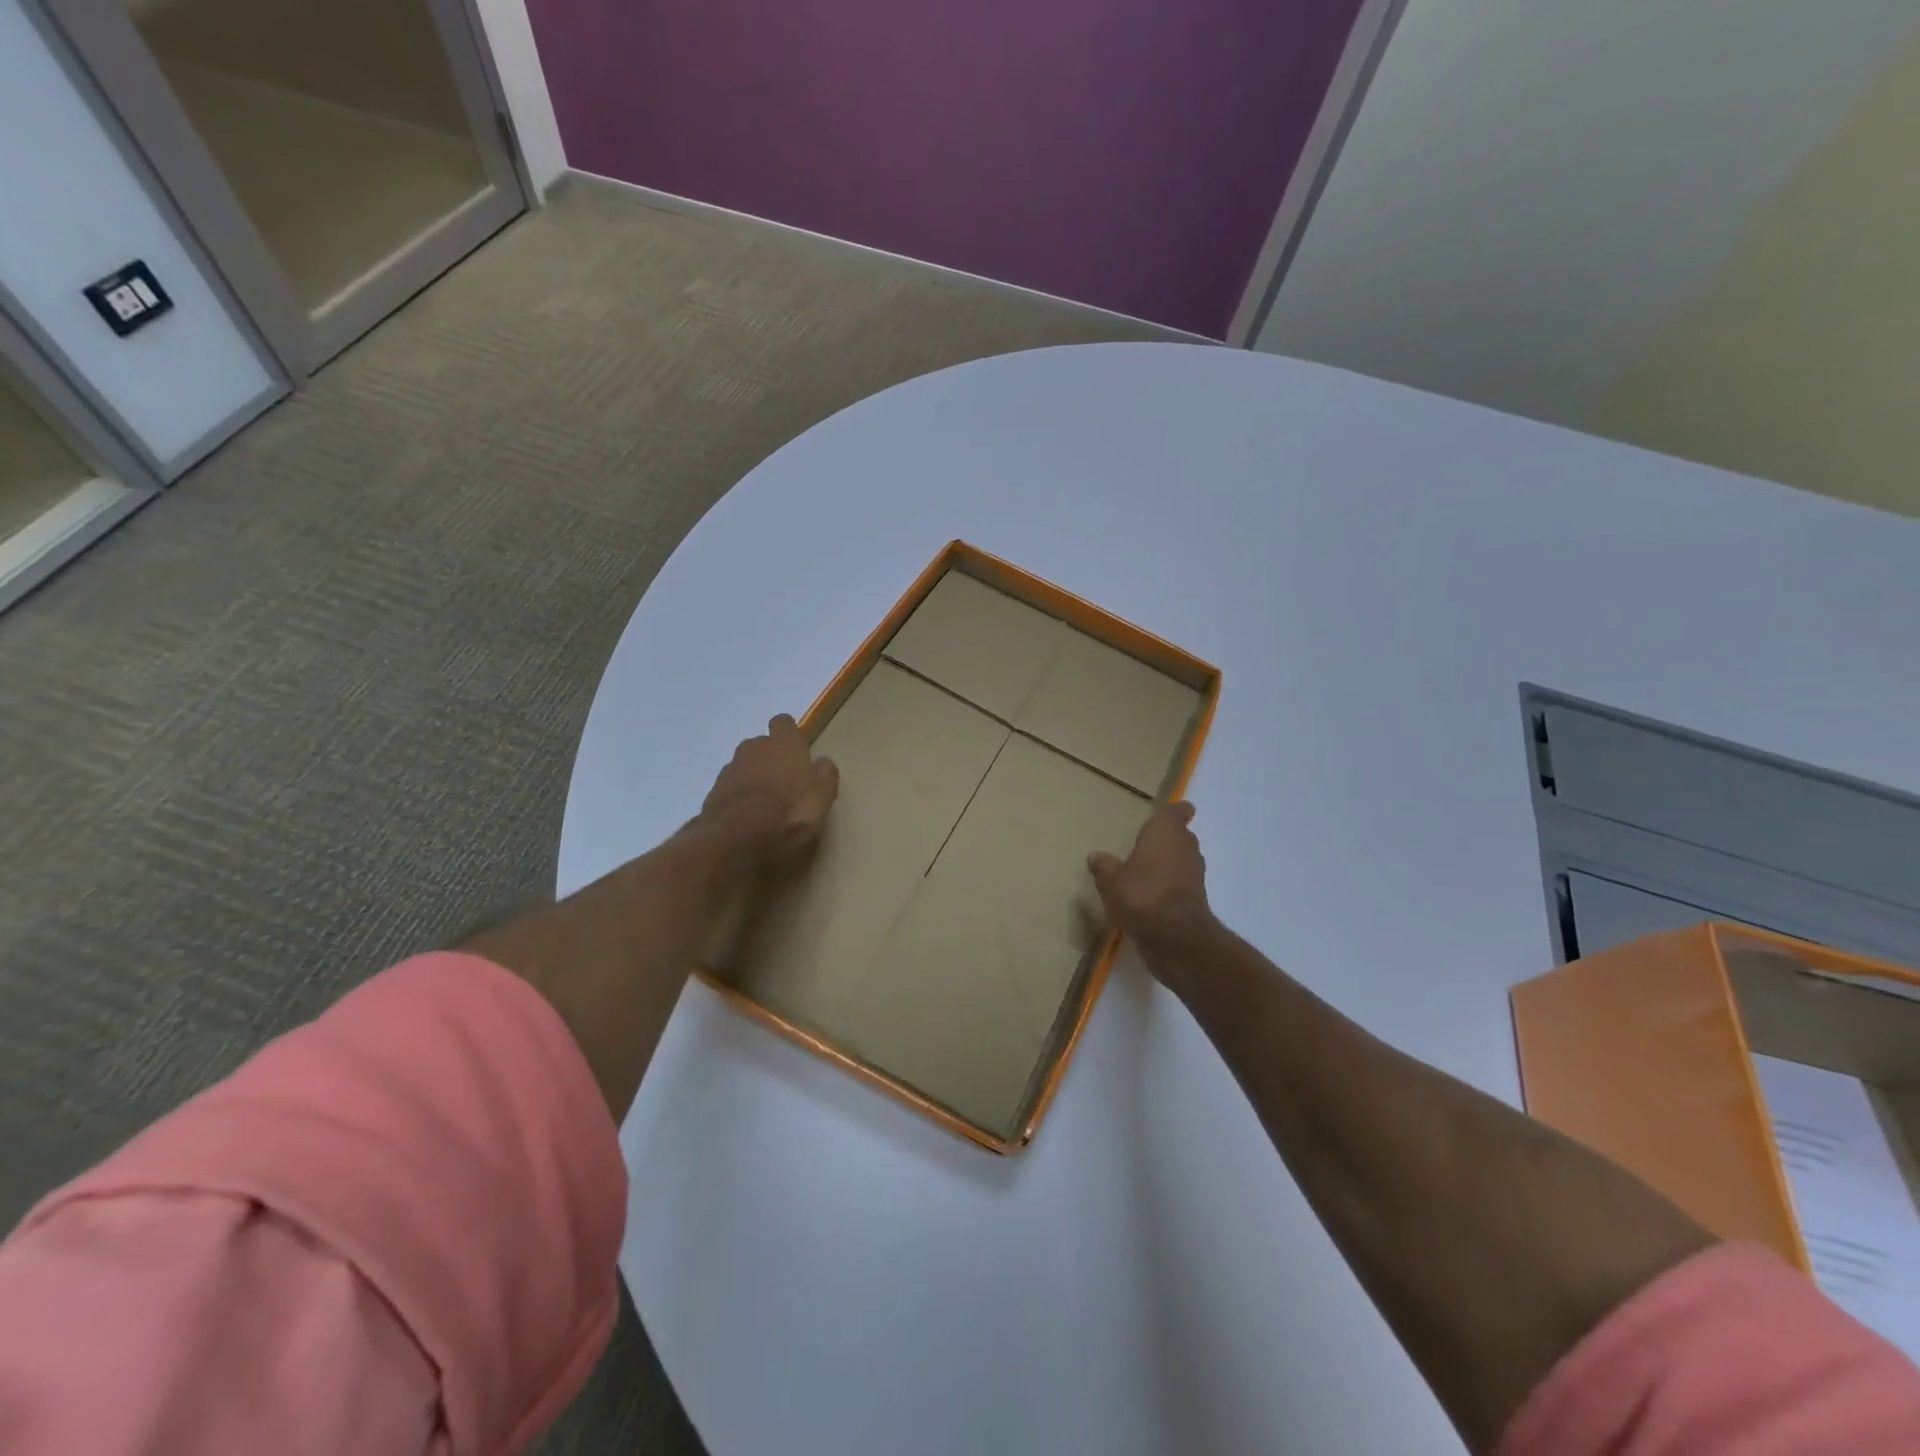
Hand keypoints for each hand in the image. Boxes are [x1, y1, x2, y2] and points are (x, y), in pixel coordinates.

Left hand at [700, 715, 839, 867]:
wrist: (733, 844)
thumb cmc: (788, 818)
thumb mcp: (821, 801)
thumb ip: (825, 777)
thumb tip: (823, 763)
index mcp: (784, 746)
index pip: (784, 723)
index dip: (790, 736)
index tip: (798, 754)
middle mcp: (754, 750)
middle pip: (761, 744)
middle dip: (771, 758)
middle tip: (784, 783)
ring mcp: (729, 771)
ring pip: (743, 765)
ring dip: (753, 776)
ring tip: (764, 803)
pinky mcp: (712, 793)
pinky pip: (729, 787)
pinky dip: (737, 796)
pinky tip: (746, 817)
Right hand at [1088, 801, 1217, 982]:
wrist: (1176, 939)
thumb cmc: (1143, 896)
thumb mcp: (1111, 881)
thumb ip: (1104, 867)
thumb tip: (1095, 856)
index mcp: (1166, 833)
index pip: (1176, 811)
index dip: (1173, 810)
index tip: (1162, 813)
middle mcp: (1185, 848)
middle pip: (1182, 835)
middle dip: (1167, 837)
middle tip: (1146, 841)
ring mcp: (1195, 874)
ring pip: (1183, 859)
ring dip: (1169, 862)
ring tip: (1146, 868)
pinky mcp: (1196, 899)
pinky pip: (1182, 882)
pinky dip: (1170, 884)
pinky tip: (1151, 893)